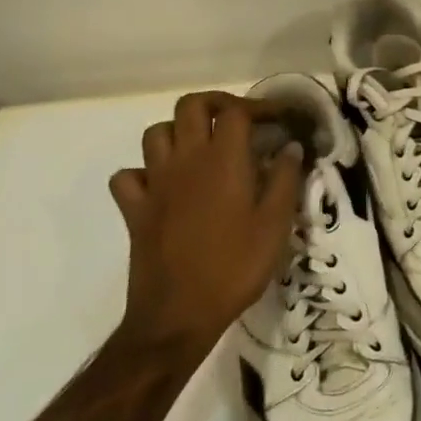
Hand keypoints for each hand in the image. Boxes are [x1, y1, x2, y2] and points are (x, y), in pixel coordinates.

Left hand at [107, 91, 303, 369]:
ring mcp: (155, 184)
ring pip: (156, 133)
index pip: (236, 111)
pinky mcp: (135, 210)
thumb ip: (286, 179)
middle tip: (240, 122)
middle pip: (191, 106)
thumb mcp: (276, 224)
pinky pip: (129, 176)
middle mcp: (185, 160)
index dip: (260, 107)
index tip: (280, 120)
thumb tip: (292, 147)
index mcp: (223, 159)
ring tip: (203, 149)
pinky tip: (165, 185)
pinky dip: (144, 172)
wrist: (178, 315)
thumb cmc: (236, 266)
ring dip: (180, 132)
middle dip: (217, 105)